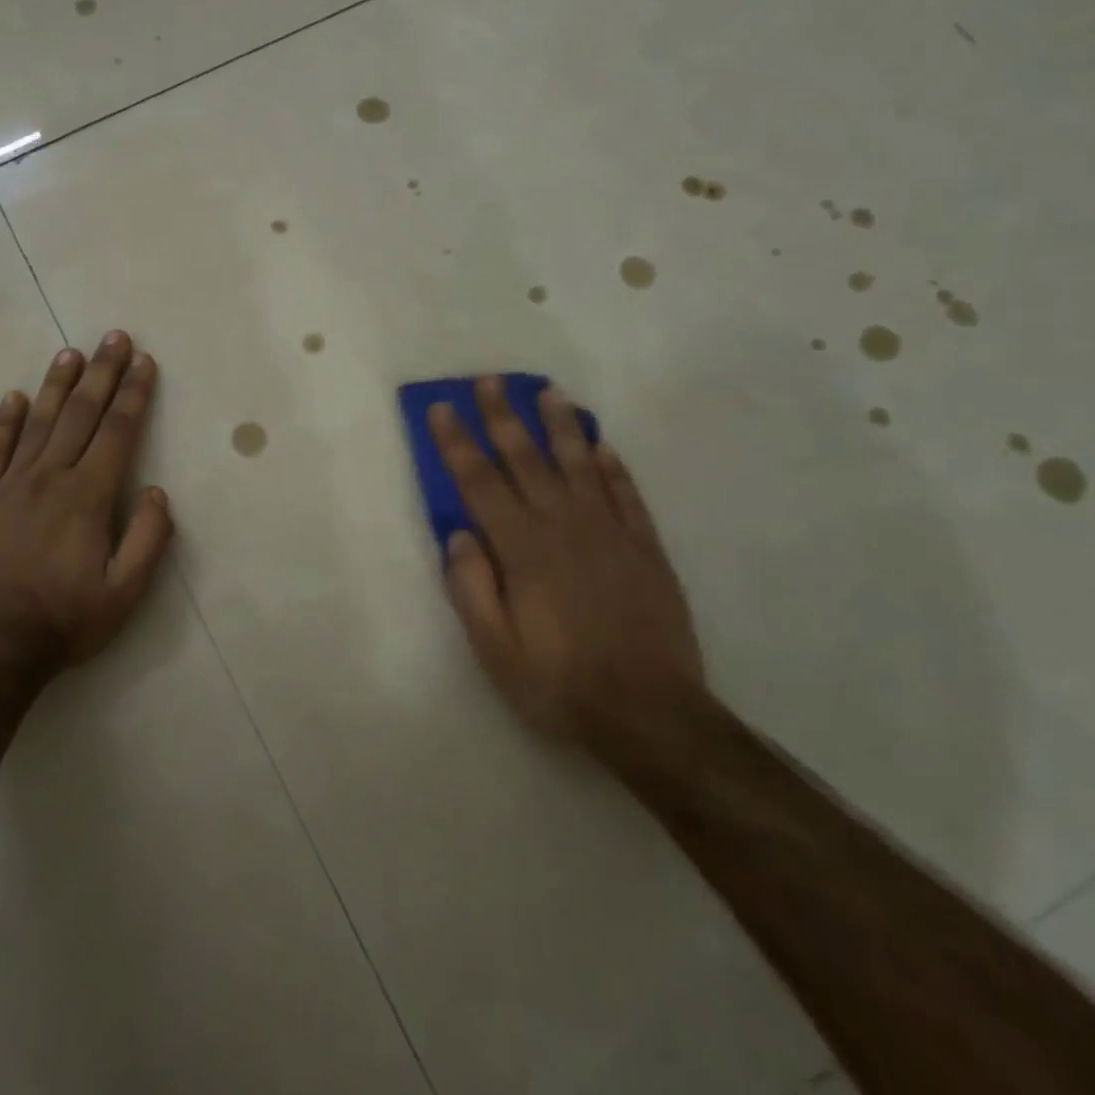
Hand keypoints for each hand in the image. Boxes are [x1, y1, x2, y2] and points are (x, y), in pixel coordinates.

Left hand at [0, 331, 174, 670]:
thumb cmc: (67, 620)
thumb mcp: (125, 593)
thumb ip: (148, 539)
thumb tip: (155, 492)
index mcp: (88, 496)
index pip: (117, 432)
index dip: (133, 393)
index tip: (143, 362)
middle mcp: (50, 478)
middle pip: (82, 414)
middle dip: (102, 373)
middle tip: (114, 337)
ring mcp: (10, 486)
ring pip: (39, 423)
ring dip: (58, 385)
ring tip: (72, 354)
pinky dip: (5, 422)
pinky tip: (15, 396)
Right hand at [428, 379, 704, 763]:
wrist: (651, 714)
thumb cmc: (560, 684)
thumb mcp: (496, 650)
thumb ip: (471, 589)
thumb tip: (458, 535)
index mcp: (522, 550)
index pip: (480, 483)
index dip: (457, 443)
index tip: (442, 408)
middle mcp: (564, 527)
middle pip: (527, 460)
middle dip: (503, 417)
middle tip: (489, 380)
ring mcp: (610, 533)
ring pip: (580, 464)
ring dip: (560, 425)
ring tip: (548, 391)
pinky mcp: (645, 548)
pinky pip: (626, 494)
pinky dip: (613, 465)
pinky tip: (602, 444)